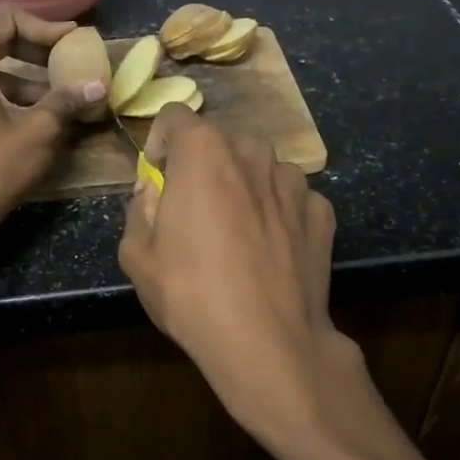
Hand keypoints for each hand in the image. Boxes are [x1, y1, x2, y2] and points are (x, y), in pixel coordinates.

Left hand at [0, 5, 105, 231]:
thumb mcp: (38, 132)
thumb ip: (67, 101)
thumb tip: (98, 85)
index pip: (4, 19)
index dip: (42, 25)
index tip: (70, 41)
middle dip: (35, 49)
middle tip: (66, 62)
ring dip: (24, 76)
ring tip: (56, 96)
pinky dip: (6, 94)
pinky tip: (32, 116)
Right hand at [118, 108, 350, 440]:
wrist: (268, 342)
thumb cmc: (191, 294)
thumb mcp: (137, 256)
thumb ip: (139, 210)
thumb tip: (151, 192)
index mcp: (204, 152)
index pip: (175, 117)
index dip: (160, 142)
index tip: (157, 176)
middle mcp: (253, 152)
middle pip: (220, 143)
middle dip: (203, 167)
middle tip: (194, 210)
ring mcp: (294, 181)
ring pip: (260, 168)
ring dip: (244, 186)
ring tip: (237, 232)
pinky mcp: (322, 212)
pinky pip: (291, 199)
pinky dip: (277, 213)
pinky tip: (270, 251)